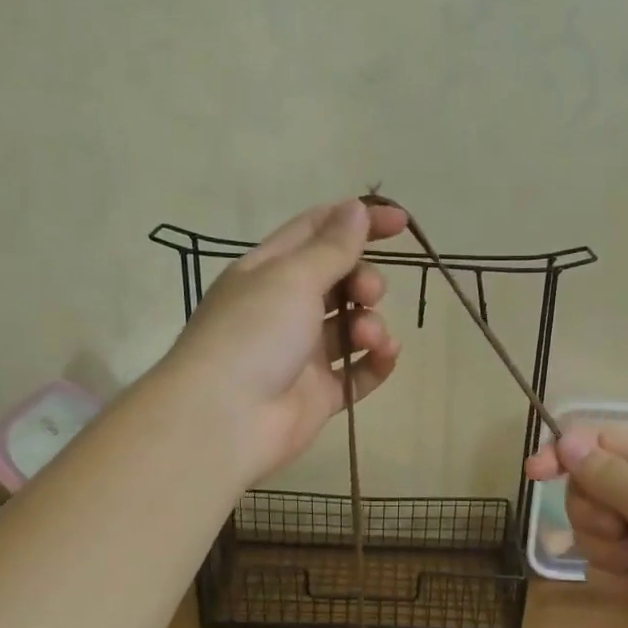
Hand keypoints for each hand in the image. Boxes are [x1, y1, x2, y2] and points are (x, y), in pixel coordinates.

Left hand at [161, 198, 408, 484]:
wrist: (226, 420)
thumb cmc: (254, 334)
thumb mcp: (292, 278)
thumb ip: (332, 247)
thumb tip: (356, 208)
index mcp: (268, 271)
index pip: (317, 231)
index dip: (357, 221)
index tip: (401, 223)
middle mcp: (285, 308)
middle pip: (339, 280)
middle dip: (365, 280)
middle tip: (368, 293)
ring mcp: (303, 353)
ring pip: (352, 326)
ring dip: (371, 323)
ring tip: (369, 337)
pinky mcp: (320, 394)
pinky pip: (359, 372)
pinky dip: (376, 362)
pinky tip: (386, 356)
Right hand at [525, 429, 627, 627]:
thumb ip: (606, 473)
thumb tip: (566, 440)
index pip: (594, 444)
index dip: (561, 455)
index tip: (534, 474)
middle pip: (586, 493)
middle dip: (597, 517)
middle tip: (627, 531)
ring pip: (591, 535)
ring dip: (613, 554)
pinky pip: (605, 569)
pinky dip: (622, 581)